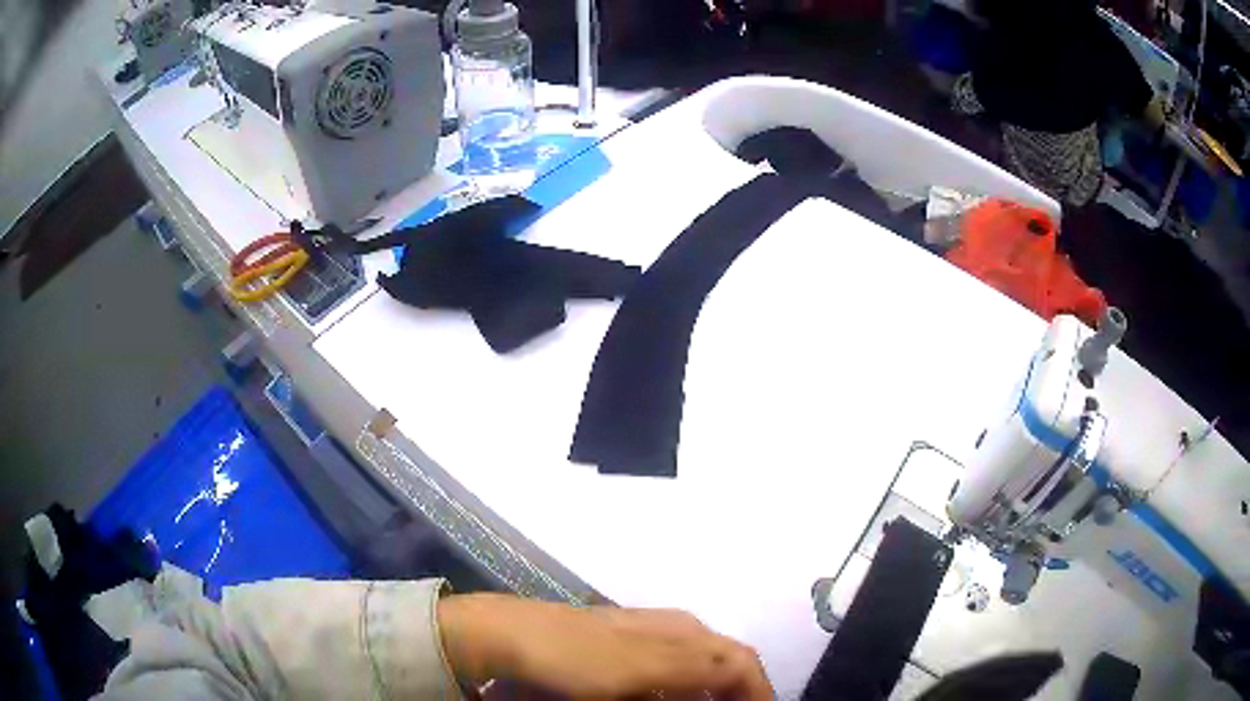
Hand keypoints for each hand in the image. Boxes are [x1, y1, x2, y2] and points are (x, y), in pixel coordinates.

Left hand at [438, 593, 773, 699]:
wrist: (517, 635)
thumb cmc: (580, 657)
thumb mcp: (643, 668)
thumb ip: (699, 669)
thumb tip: (747, 672)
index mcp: (687, 632)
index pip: (743, 663)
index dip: (759, 694)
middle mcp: (677, 628)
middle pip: (728, 662)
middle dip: (738, 693)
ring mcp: (651, 632)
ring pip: (702, 665)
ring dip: (712, 692)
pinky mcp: (629, 642)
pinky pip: (675, 666)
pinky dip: (685, 688)